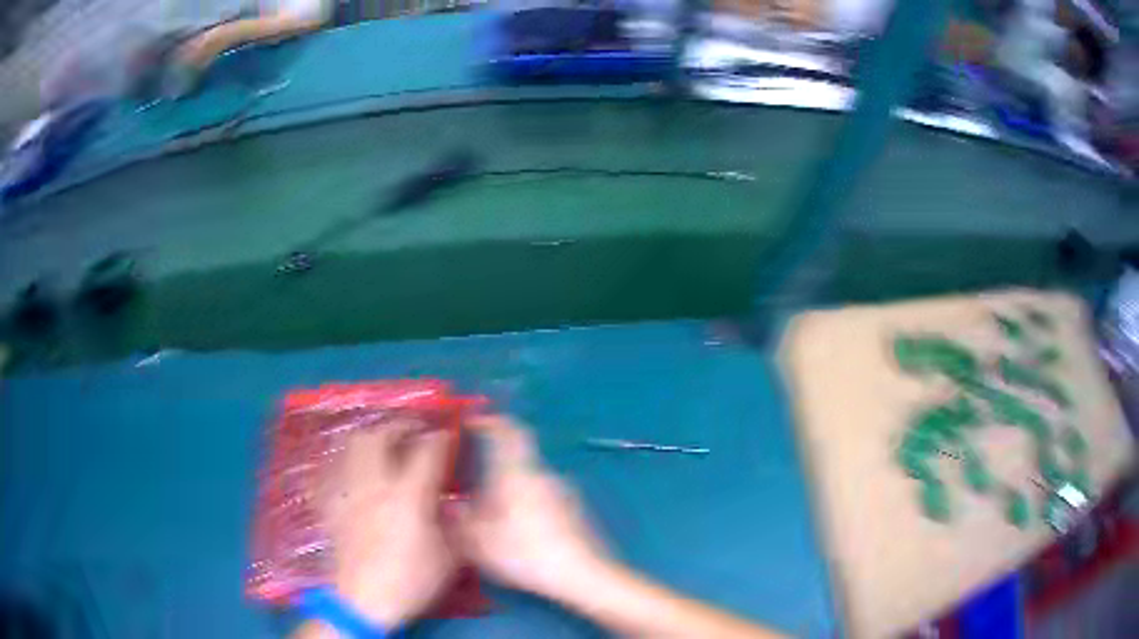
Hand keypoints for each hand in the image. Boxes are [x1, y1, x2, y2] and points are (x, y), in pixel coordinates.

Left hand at [319, 422, 455, 628]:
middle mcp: (374, 484)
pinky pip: (330, 469)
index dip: (441, 438)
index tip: (449, 434)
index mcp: (408, 496)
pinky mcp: (328, 504)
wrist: (362, 602)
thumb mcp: (448, 558)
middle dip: (398, 426)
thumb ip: (453, 525)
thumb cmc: (410, 581)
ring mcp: (346, 491)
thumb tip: (451, 504)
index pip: (427, 451)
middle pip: (379, 435)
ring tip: (381, 444)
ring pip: (350, 446)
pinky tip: (350, 471)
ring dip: (368, 437)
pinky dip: (342, 462)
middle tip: (411, 430)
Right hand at [455, 416, 609, 602]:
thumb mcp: (479, 541)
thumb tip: (452, 503)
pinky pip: (543, 498)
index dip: (491, 421)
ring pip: (529, 481)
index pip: (508, 431)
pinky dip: (527, 505)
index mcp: (517, 473)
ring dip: (511, 489)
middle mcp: (543, 475)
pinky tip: (520, 531)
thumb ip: (461, 519)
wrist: (582, 575)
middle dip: (493, 466)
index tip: (473, 422)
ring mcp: (563, 492)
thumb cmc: (526, 553)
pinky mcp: (575, 511)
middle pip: (517, 458)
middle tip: (472, 483)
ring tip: (493, 513)